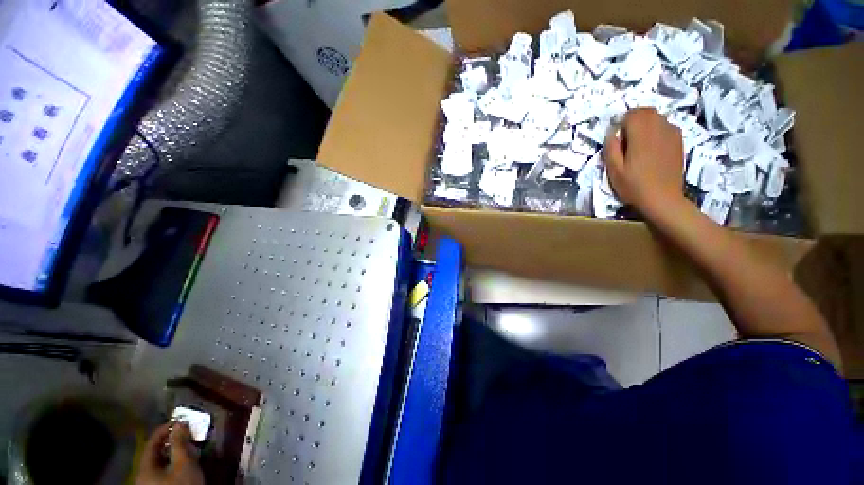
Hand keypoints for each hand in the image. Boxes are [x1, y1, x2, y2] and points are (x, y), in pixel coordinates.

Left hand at [136, 423, 204, 484]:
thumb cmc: (182, 484)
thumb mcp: (184, 463)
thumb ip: (180, 443)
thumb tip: (180, 423)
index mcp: (144, 467)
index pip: (152, 442)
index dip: (166, 429)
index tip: (181, 421)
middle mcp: (142, 475)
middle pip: (155, 453)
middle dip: (172, 442)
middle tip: (187, 434)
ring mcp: (150, 483)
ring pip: (160, 463)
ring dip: (174, 453)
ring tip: (190, 447)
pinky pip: (164, 471)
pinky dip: (174, 463)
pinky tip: (185, 462)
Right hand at [603, 108, 686, 218]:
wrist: (663, 199)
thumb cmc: (634, 186)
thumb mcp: (614, 170)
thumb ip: (611, 148)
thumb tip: (612, 132)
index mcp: (642, 135)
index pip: (631, 114)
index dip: (622, 123)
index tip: (618, 138)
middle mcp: (659, 128)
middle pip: (646, 112)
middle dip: (634, 120)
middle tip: (627, 140)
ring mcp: (672, 134)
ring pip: (657, 117)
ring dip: (646, 125)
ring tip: (639, 145)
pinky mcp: (678, 141)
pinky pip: (666, 126)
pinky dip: (657, 131)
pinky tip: (652, 148)